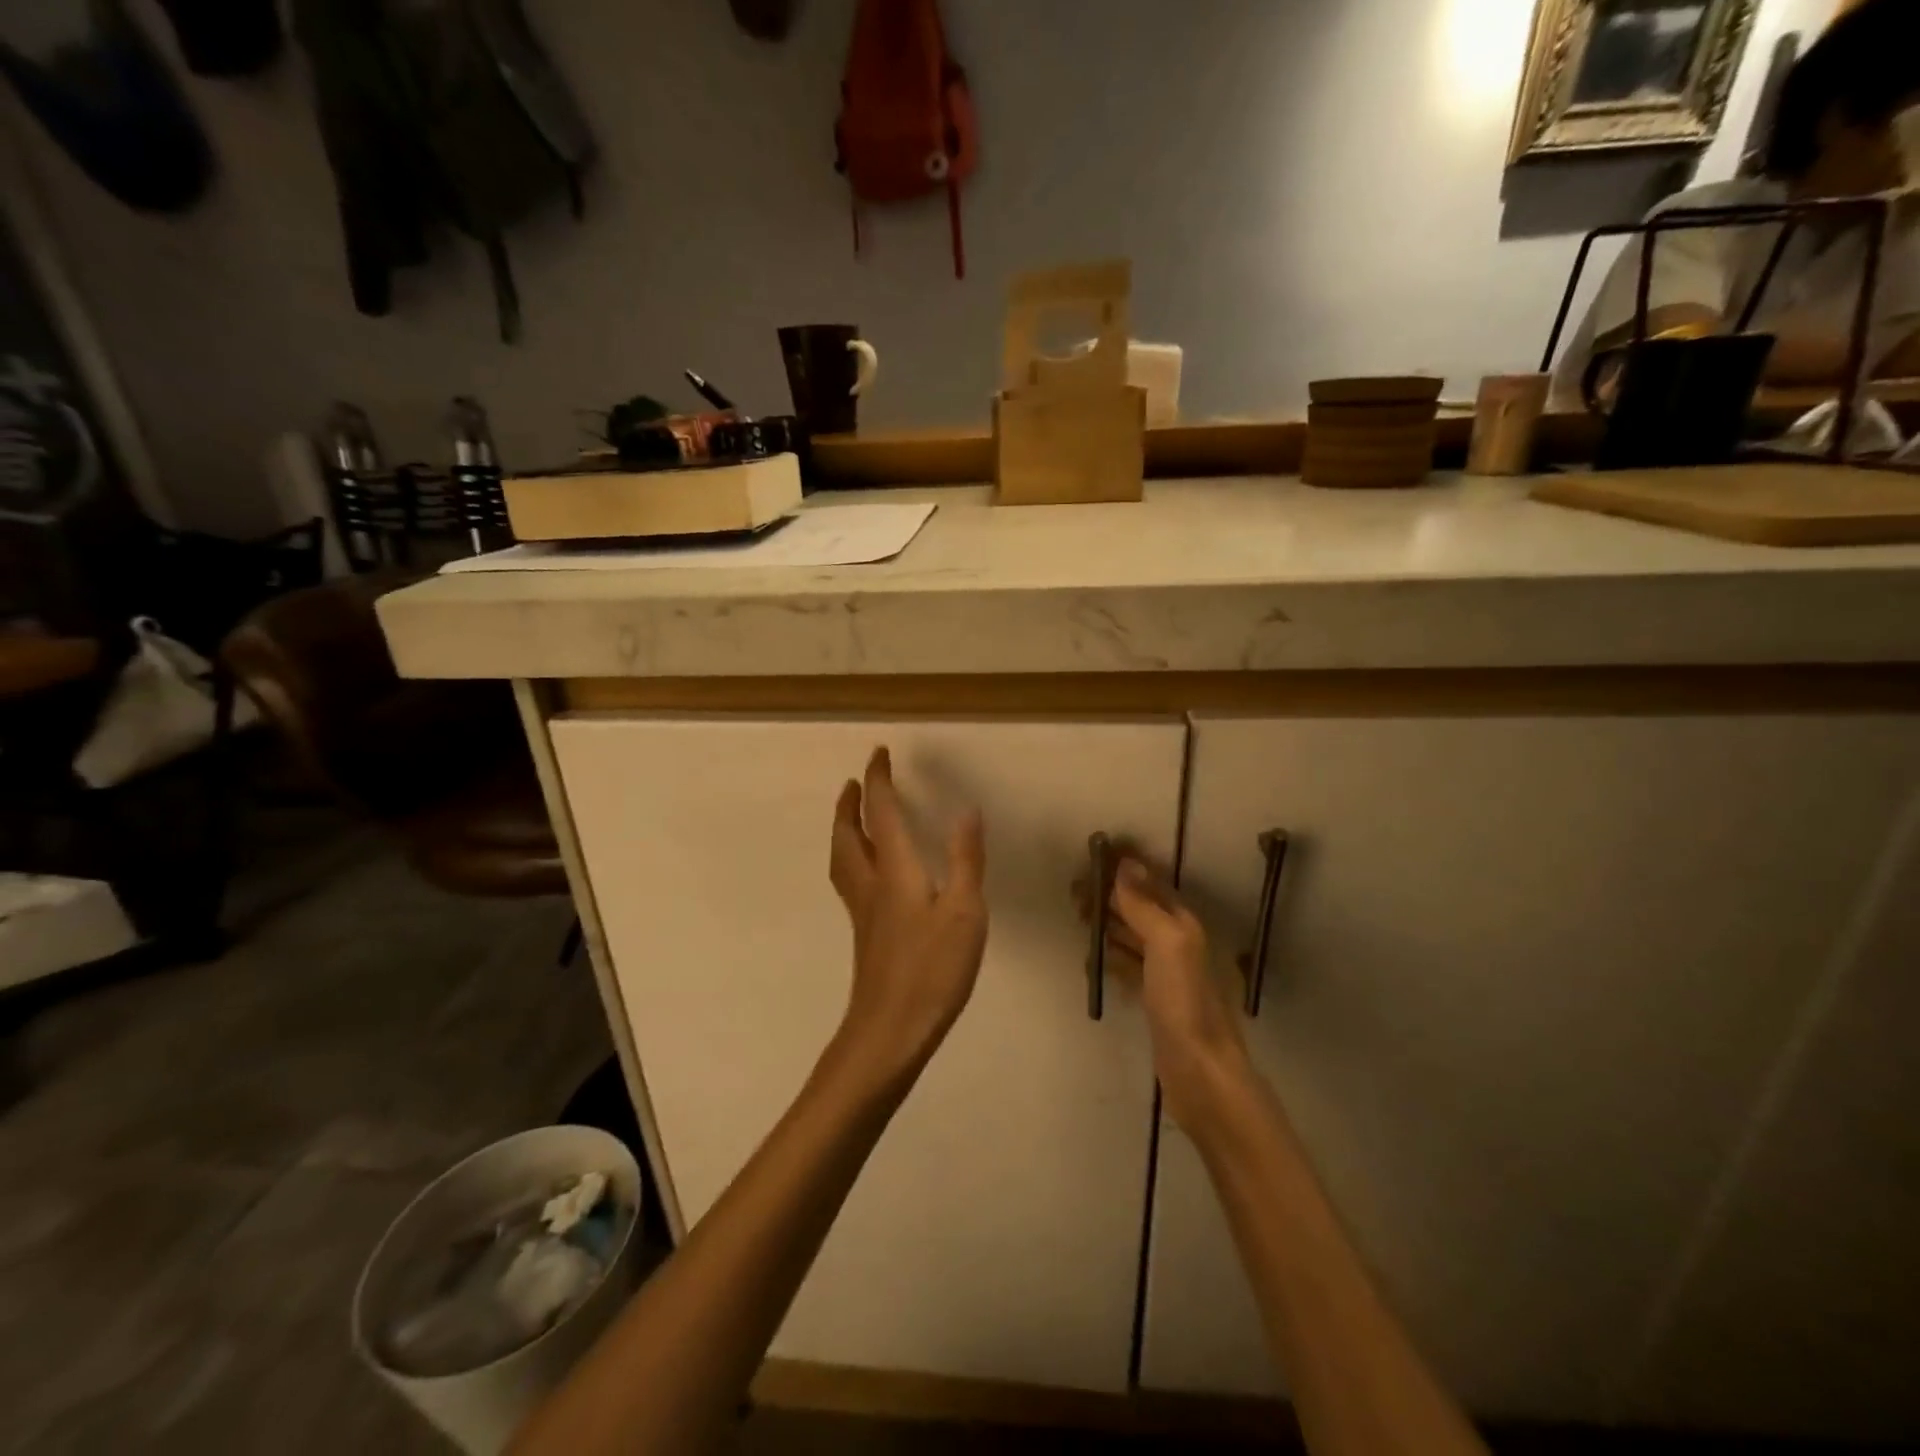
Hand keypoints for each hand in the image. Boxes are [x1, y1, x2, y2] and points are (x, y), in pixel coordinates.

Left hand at [827, 747, 987, 1087]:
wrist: (890, 1031)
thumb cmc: (932, 970)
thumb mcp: (964, 912)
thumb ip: (965, 859)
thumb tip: (967, 809)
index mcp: (895, 871)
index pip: (881, 812)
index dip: (878, 780)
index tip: (878, 754)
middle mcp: (871, 884)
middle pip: (848, 834)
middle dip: (850, 803)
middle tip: (854, 782)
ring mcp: (863, 912)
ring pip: (842, 858)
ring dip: (844, 829)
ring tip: (852, 817)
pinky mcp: (865, 935)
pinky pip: (850, 880)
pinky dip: (852, 857)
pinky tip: (869, 873)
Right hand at [1100, 856, 1251, 1129]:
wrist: (1200, 1072)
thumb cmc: (1184, 1002)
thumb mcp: (1167, 944)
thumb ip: (1145, 905)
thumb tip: (1126, 864)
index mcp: (1183, 925)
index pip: (1151, 884)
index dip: (1125, 870)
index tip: (1092, 859)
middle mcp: (1176, 943)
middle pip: (1139, 909)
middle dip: (1110, 896)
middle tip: (1074, 892)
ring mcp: (1166, 973)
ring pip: (1132, 937)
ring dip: (1107, 924)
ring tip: (1078, 918)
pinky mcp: (1154, 1000)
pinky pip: (1128, 967)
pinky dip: (1110, 958)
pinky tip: (1092, 960)